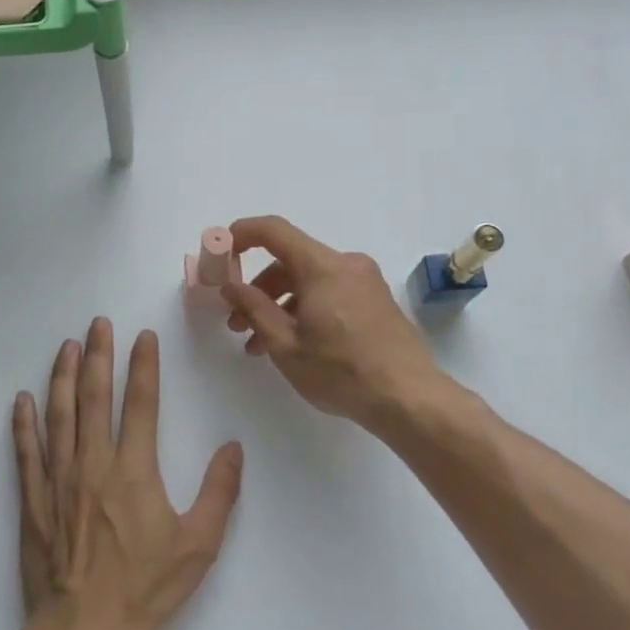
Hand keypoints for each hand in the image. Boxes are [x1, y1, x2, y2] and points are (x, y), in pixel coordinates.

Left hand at [13, 319, 243, 629]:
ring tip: (65, 346)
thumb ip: (219, 493)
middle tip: (97, 323)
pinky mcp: (33, 500)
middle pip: (94, 396)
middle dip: (97, 355)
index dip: (142, 365)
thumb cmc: (144, 589)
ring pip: (58, 414)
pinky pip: (26, 452)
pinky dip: (23, 423)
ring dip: (61, 376)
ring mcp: (58, 479)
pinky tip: (21, 400)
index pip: (140, 402)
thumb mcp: (198, 546)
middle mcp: (93, 462)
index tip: (142, 336)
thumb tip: (232, 447)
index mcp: (133, 469)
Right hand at [221, 215, 451, 428]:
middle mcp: (345, 264)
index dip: (241, 234)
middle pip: (290, 261)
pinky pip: (329, 292)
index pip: (274, 230)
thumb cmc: (341, 371)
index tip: (220, 253)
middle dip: (258, 288)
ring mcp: (364, 282)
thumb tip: (230, 285)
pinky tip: (294, 345)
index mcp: (322, 266)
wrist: (409, 399)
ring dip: (279, 304)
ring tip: (259, 344)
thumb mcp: (286, 344)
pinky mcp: (375, 301)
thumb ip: (253, 308)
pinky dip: (305, 309)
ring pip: (309, 280)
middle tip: (236, 321)